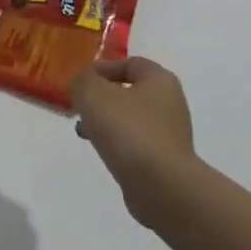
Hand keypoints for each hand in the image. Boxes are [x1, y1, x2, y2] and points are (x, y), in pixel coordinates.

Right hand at [67, 57, 194, 224]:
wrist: (161, 185)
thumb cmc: (128, 130)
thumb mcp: (93, 94)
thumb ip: (82, 80)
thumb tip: (81, 82)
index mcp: (159, 80)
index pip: (130, 63)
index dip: (103, 68)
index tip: (80, 81)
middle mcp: (170, 103)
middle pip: (130, 92)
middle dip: (102, 98)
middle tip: (80, 107)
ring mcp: (170, 134)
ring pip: (131, 119)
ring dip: (107, 122)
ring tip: (84, 132)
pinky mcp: (166, 161)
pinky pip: (136, 144)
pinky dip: (118, 144)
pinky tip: (102, 152)